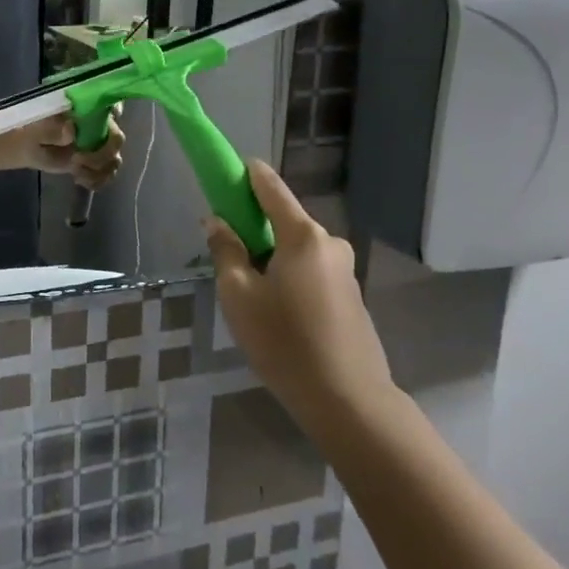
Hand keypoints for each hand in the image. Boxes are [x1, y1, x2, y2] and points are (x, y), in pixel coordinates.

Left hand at [11, 110, 126, 188]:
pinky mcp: (93, 163)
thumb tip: (71, 130)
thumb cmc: (29, 128)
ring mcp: (97, 144)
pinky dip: (97, 180)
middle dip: (102, 153)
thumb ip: (52, 128)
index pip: (111, 105)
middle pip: (116, 137)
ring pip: (113, 158)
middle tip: (77, 159)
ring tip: (76, 173)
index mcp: (85, 106)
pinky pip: (105, 173)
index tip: (105, 126)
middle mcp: (97, 123)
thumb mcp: (35, 127)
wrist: (23, 146)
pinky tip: (79, 180)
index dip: (115, 114)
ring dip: (99, 170)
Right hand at [204, 160, 394, 425]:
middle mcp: (329, 244)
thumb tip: (217, 221)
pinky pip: (310, 273)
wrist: (347, 399)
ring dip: (271, 259)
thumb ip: (226, 251)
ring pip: (296, 251)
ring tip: (250, 297)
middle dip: (255, 229)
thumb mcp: (239, 295)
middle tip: (227, 256)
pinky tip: (277, 314)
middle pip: (284, 222)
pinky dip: (289, 278)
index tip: (228, 168)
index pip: (271, 188)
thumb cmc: (284, 341)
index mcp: (302, 236)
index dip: (247, 174)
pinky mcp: (351, 297)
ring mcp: (344, 271)